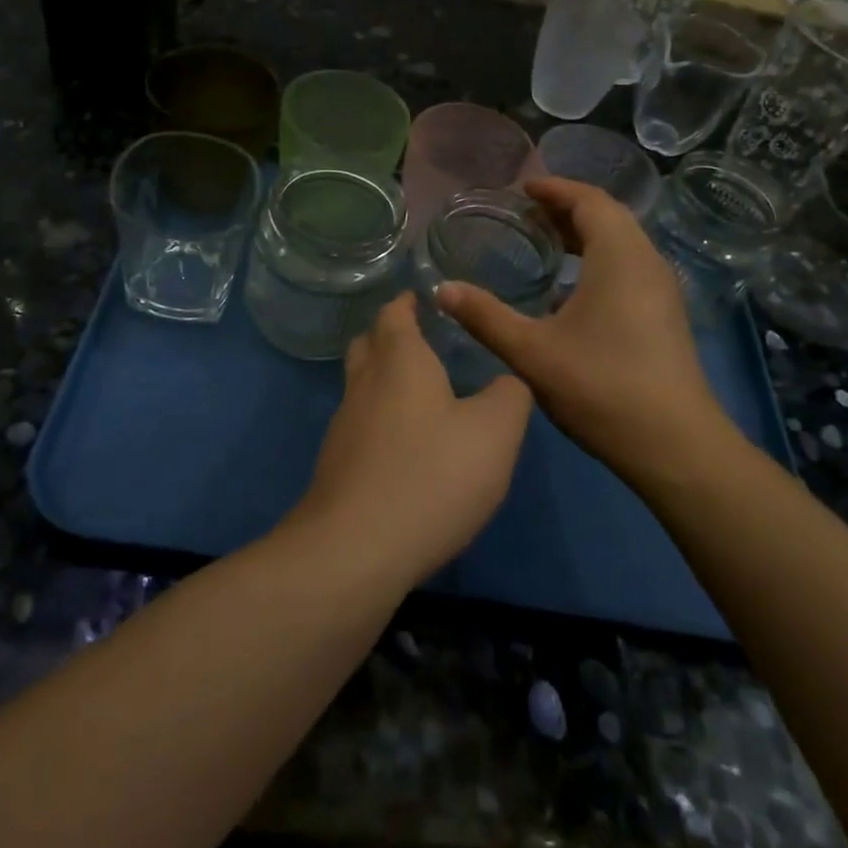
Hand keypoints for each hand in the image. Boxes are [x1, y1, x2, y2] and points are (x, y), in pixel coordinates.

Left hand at [289, 293, 532, 588]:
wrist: (356, 549)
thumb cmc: (431, 475)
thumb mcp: (495, 432)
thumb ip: (510, 396)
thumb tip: (508, 380)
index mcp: (400, 360)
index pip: (394, 313)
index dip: (407, 302)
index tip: (424, 298)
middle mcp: (364, 384)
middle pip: (368, 344)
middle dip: (390, 336)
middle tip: (423, 340)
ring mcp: (344, 426)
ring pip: (361, 386)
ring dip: (385, 381)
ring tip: (422, 394)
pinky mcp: (337, 466)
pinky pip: (361, 426)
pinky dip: (381, 421)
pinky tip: (407, 447)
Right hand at [436, 177, 733, 490]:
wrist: (675, 446)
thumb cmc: (601, 387)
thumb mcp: (531, 352)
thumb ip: (485, 316)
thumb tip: (442, 289)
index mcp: (619, 257)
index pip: (590, 200)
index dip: (555, 189)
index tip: (522, 189)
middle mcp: (646, 263)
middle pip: (608, 217)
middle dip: (566, 209)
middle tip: (525, 215)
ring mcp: (661, 290)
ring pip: (622, 243)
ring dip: (584, 235)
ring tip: (544, 245)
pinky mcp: (664, 315)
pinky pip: (629, 267)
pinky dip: (598, 261)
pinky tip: (568, 292)